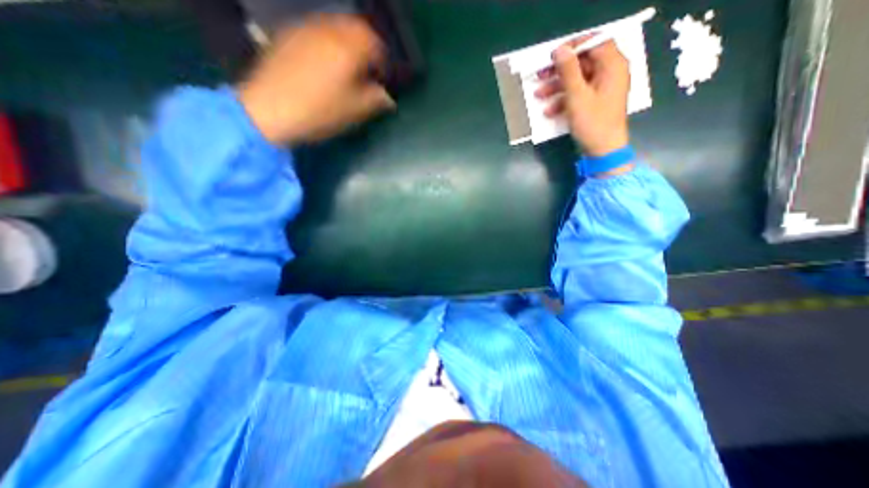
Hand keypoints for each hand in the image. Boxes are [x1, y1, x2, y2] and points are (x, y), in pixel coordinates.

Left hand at [237, 13, 393, 144]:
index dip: (382, 60)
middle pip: (355, 27)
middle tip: (367, 67)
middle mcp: (328, 30)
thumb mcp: (354, 111)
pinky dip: (328, 41)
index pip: (375, 43)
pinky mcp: (288, 35)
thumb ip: (375, 100)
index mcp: (348, 48)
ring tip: (347, 65)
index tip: (382, 77)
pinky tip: (325, 61)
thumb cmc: (319, 112)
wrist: (270, 110)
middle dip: (366, 45)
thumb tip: (388, 97)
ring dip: (347, 41)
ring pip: (335, 25)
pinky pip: (316, 30)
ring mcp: (305, 29)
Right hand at [534, 37, 629, 156]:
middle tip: (539, 76)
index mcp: (612, 65)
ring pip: (577, 80)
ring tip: (538, 96)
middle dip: (559, 71)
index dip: (572, 47)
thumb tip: (559, 50)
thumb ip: (568, 71)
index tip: (552, 56)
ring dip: (556, 87)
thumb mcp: (577, 96)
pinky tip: (549, 111)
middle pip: (583, 62)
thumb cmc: (592, 122)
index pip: (594, 42)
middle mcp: (609, 73)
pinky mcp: (595, 102)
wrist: (603, 150)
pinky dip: (563, 100)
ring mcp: (602, 89)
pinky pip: (578, 94)